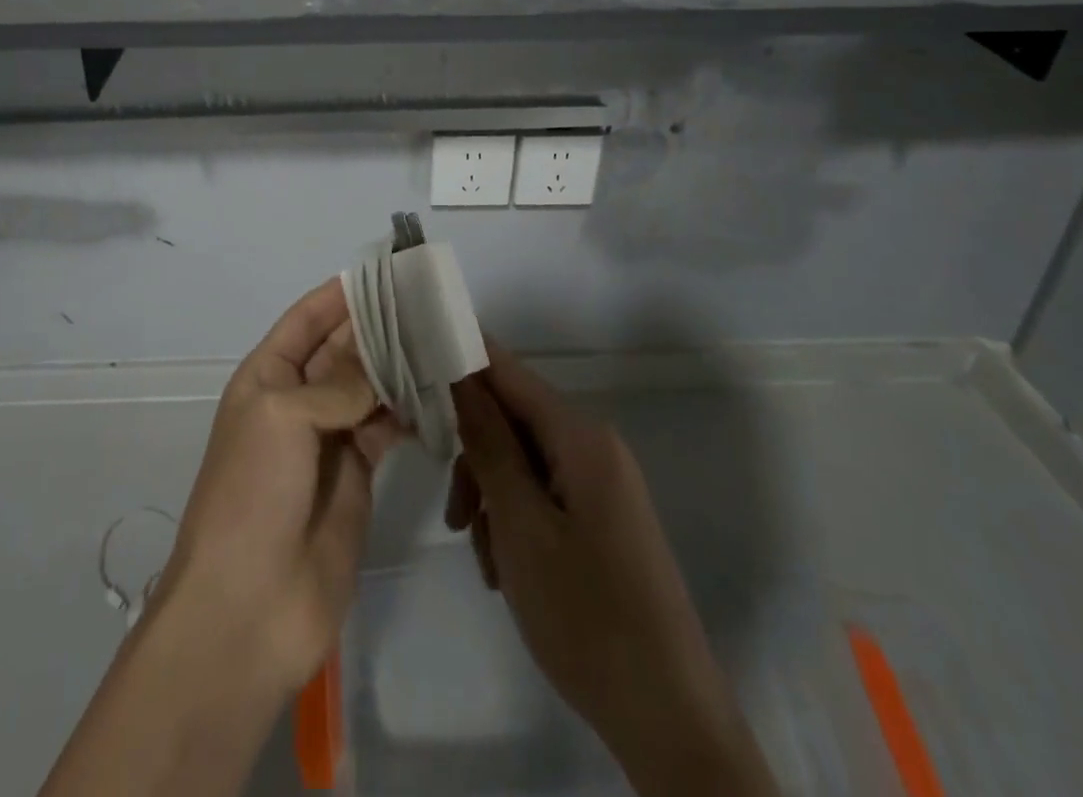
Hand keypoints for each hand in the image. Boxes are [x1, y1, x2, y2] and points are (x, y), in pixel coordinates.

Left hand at [155, 278, 401, 698]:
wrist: (249, 607)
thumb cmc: (253, 494)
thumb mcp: (284, 419)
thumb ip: (337, 385)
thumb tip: (378, 368)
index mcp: (267, 377)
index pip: (307, 319)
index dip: (340, 294)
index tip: (385, 270)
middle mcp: (298, 400)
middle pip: (342, 348)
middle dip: (378, 324)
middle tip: (429, 300)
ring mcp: (329, 438)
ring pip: (369, 385)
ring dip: (399, 363)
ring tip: (441, 338)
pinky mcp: (358, 475)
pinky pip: (386, 427)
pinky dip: (408, 409)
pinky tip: (437, 392)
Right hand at [446, 346, 776, 796]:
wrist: (669, 718)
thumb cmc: (587, 614)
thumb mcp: (521, 525)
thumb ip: (488, 444)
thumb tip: (460, 377)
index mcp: (581, 436)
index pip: (507, 370)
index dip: (460, 362)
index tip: (413, 374)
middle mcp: (593, 446)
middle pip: (511, 420)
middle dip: (474, 458)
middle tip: (453, 517)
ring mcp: (599, 484)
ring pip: (521, 462)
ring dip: (490, 498)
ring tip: (484, 559)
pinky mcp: (599, 517)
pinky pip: (541, 494)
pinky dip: (513, 521)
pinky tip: (504, 570)